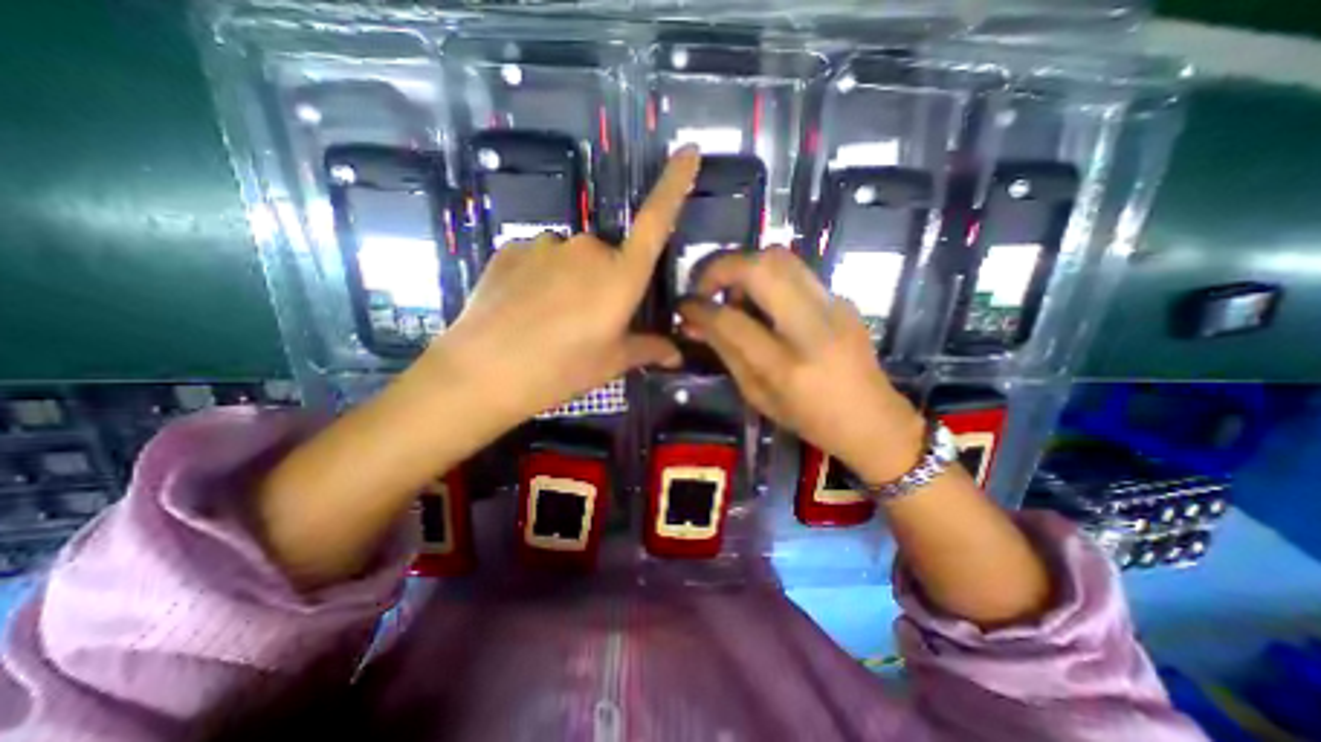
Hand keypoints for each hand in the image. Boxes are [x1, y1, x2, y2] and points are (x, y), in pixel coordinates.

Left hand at [431, 145, 701, 423]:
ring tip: (552, 321)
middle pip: (609, 256)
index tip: (688, 151)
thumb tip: (677, 354)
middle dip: (606, 283)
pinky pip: (541, 259)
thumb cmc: (560, 369)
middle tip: (588, 322)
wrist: (482, 372)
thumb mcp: (610, 362)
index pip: (656, 220)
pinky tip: (526, 310)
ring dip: (572, 281)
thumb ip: (648, 349)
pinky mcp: (511, 249)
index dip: (674, 184)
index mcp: (621, 275)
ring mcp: (546, 245)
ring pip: (573, 259)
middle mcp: (588, 249)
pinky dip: (542, 279)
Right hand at [675, 245, 920, 484]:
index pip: (732, 320)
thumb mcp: (758, 395)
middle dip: (722, 267)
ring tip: (733, 295)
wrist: (874, 420)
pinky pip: (795, 272)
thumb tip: (694, 323)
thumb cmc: (810, 419)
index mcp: (786, 367)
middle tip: (706, 287)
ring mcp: (834, 307)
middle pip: (762, 267)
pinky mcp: (842, 299)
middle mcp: (813, 328)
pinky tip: (763, 304)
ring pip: (781, 258)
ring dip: (745, 267)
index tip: (684, 306)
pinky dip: (767, 278)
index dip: (700, 307)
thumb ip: (725, 352)